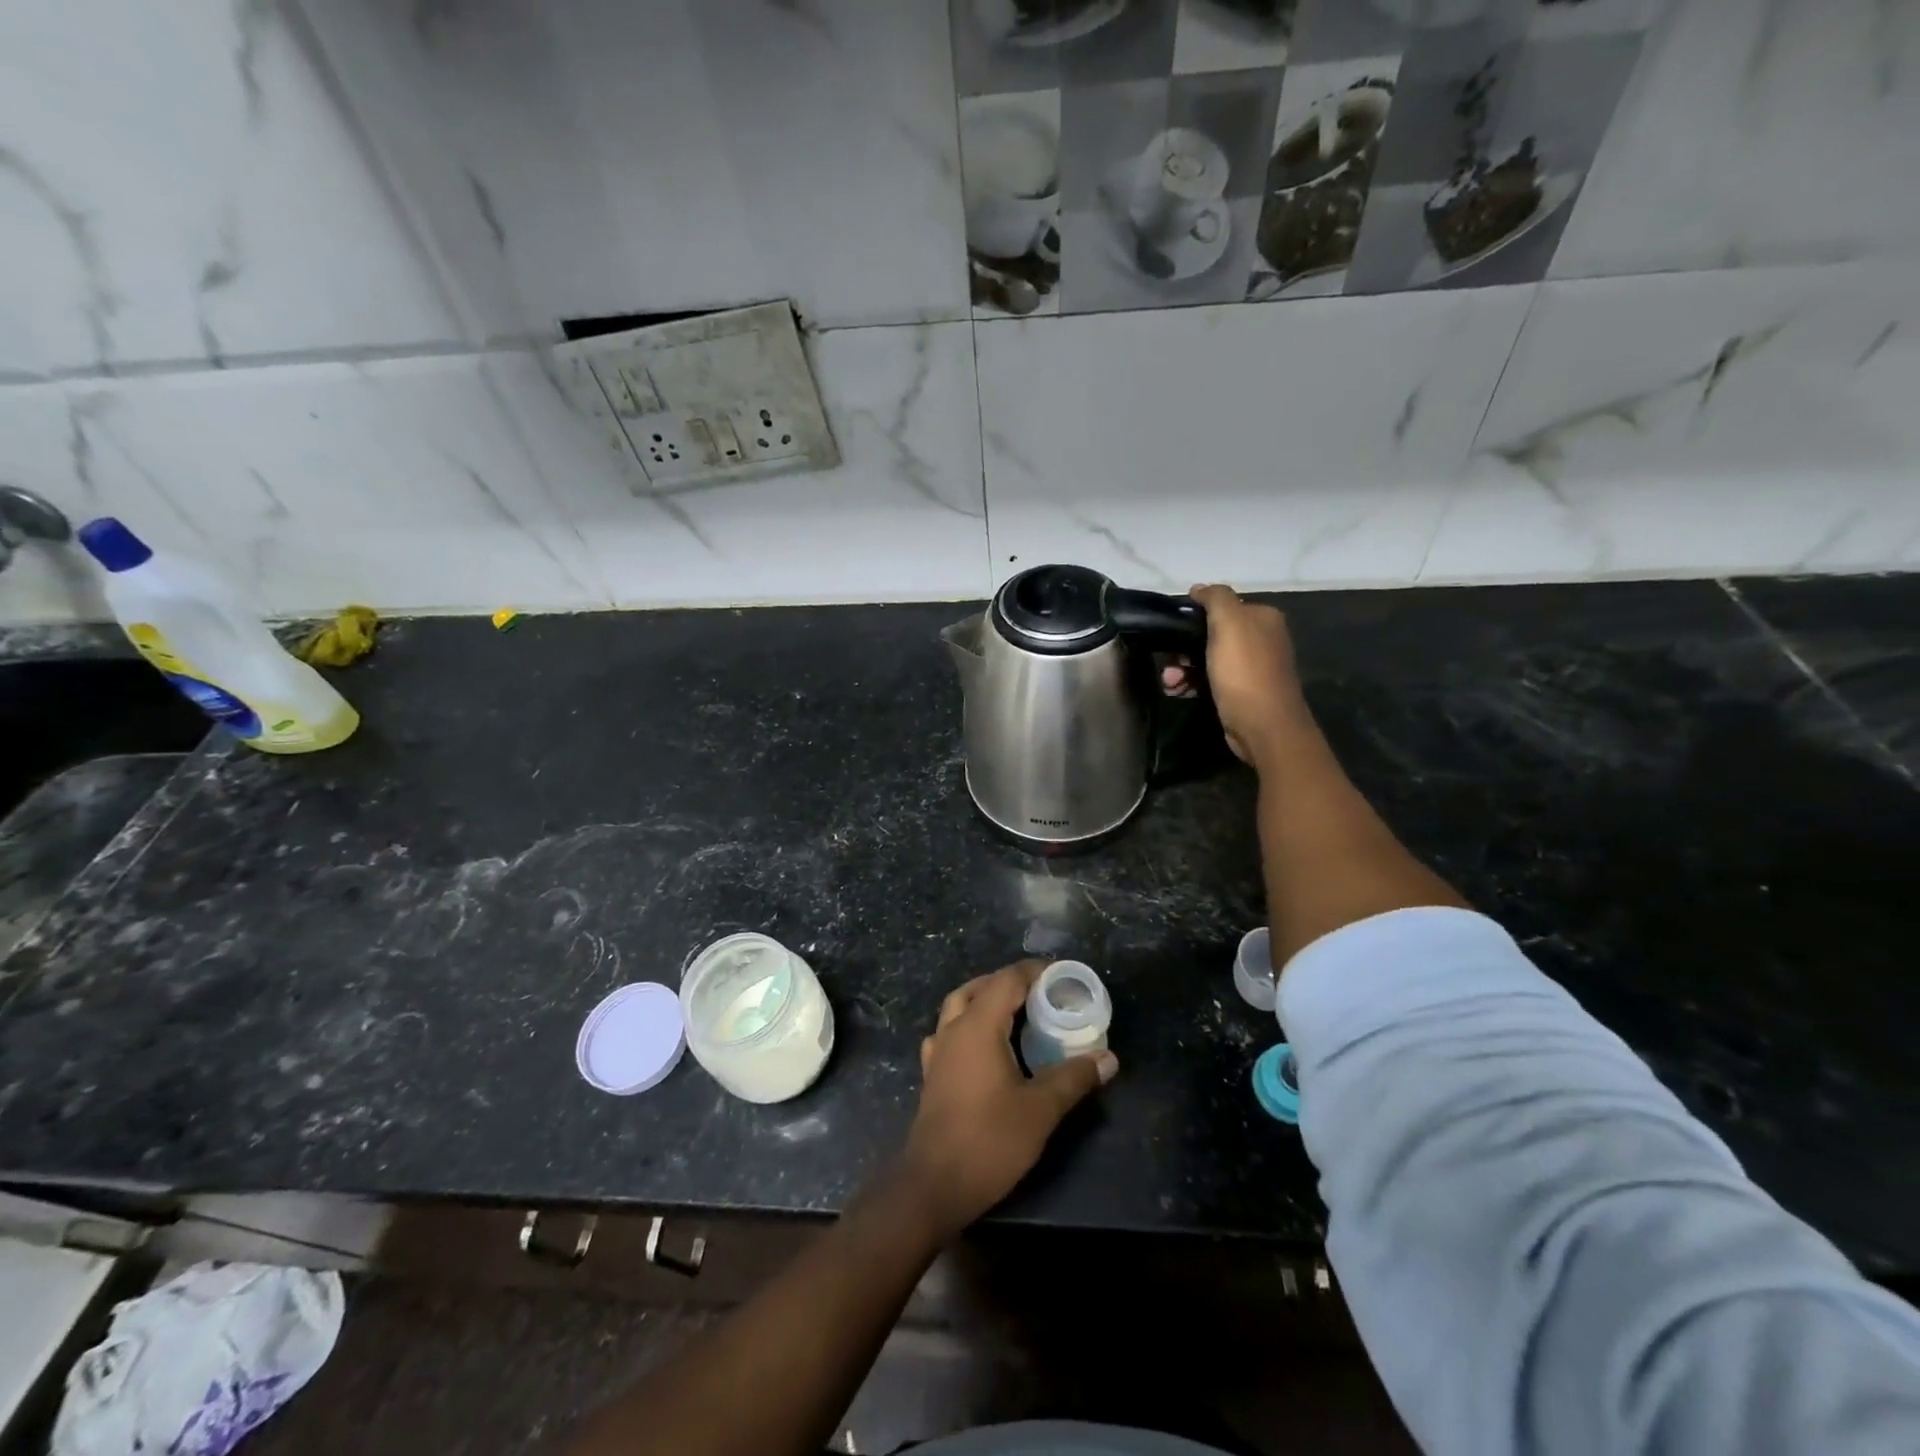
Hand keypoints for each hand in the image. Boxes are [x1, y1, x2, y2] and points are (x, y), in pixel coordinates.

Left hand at [901, 960, 1116, 1239]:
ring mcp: (938, 1051)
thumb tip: (1108, 1058)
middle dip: (1010, 982)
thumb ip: (1074, 1078)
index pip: (1006, 980)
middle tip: (1043, 992)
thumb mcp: (1040, 1109)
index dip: (1034, 971)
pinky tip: (983, 1043)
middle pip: (980, 987)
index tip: (1061, 973)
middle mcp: (953, 1029)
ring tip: (1016, 1010)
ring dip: (985, 998)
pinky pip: (948, 1031)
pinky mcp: (933, 1073)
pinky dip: (967, 1024)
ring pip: (958, 1005)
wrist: (935, 1184)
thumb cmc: (989, 1140)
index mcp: (978, 1026)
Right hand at [1187, 583, 1304, 766]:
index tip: (1172, 633)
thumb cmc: (1245, 672)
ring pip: (1206, 659)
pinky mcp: (1241, 692)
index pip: (1221, 606)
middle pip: (1210, 634)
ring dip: (1182, 669)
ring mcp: (1251, 667)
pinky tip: (1178, 692)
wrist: (1264, 726)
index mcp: (1262, 618)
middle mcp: (1260, 639)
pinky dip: (1191, 684)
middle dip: (1183, 649)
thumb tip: (1199, 588)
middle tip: (1169, 664)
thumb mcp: (1229, 624)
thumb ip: (1216, 598)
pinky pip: (1209, 680)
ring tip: (1170, 684)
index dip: (1193, 618)